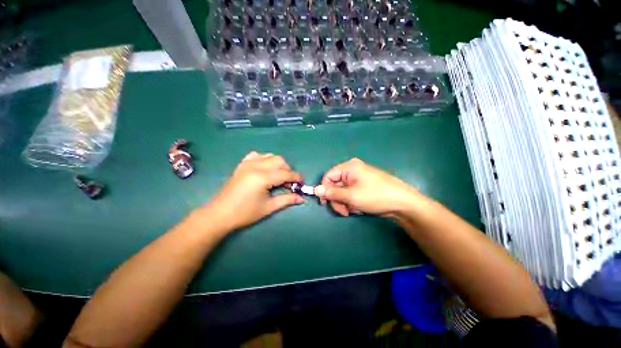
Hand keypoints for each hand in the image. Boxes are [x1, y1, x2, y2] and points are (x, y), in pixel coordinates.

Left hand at [203, 151, 303, 230]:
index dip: (296, 177)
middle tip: (289, 183)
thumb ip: (287, 200)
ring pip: (270, 156)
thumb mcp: (269, 207)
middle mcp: (256, 166)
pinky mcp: (242, 165)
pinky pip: (257, 155)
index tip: (302, 183)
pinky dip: (264, 159)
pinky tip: (265, 169)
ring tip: (278, 176)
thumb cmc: (245, 213)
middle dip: (288, 170)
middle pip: (280, 161)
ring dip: (278, 164)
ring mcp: (248, 163)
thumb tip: (301, 198)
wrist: (220, 214)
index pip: (286, 173)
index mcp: (263, 177)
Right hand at [315, 158, 421, 216]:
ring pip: (343, 191)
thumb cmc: (375, 196)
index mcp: (349, 167)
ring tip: (354, 210)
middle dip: (337, 199)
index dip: (324, 190)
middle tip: (343, 211)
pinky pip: (351, 192)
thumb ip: (332, 193)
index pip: (328, 176)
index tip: (324, 203)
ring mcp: (359, 177)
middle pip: (335, 184)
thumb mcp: (351, 196)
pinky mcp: (364, 185)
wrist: (403, 203)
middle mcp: (353, 169)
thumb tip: (315, 189)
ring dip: (345, 202)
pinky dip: (352, 201)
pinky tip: (359, 208)